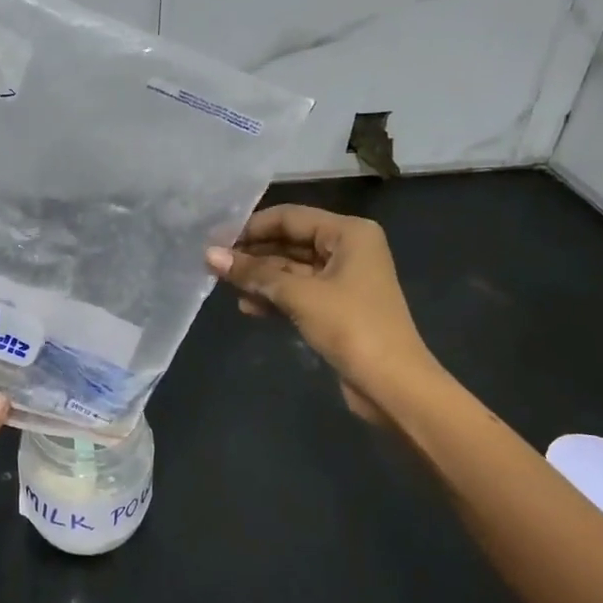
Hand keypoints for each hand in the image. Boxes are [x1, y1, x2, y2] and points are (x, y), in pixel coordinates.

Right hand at [206, 205, 438, 424]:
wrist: (393, 385)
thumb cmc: (351, 327)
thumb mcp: (299, 295)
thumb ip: (254, 273)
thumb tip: (209, 255)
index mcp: (349, 233)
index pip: (290, 217)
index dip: (251, 228)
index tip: (215, 242)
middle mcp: (348, 249)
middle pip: (289, 242)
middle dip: (252, 254)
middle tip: (214, 265)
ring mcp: (342, 280)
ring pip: (291, 270)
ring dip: (260, 279)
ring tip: (224, 287)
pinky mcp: (335, 308)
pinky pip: (297, 292)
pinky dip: (274, 298)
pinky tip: (248, 308)